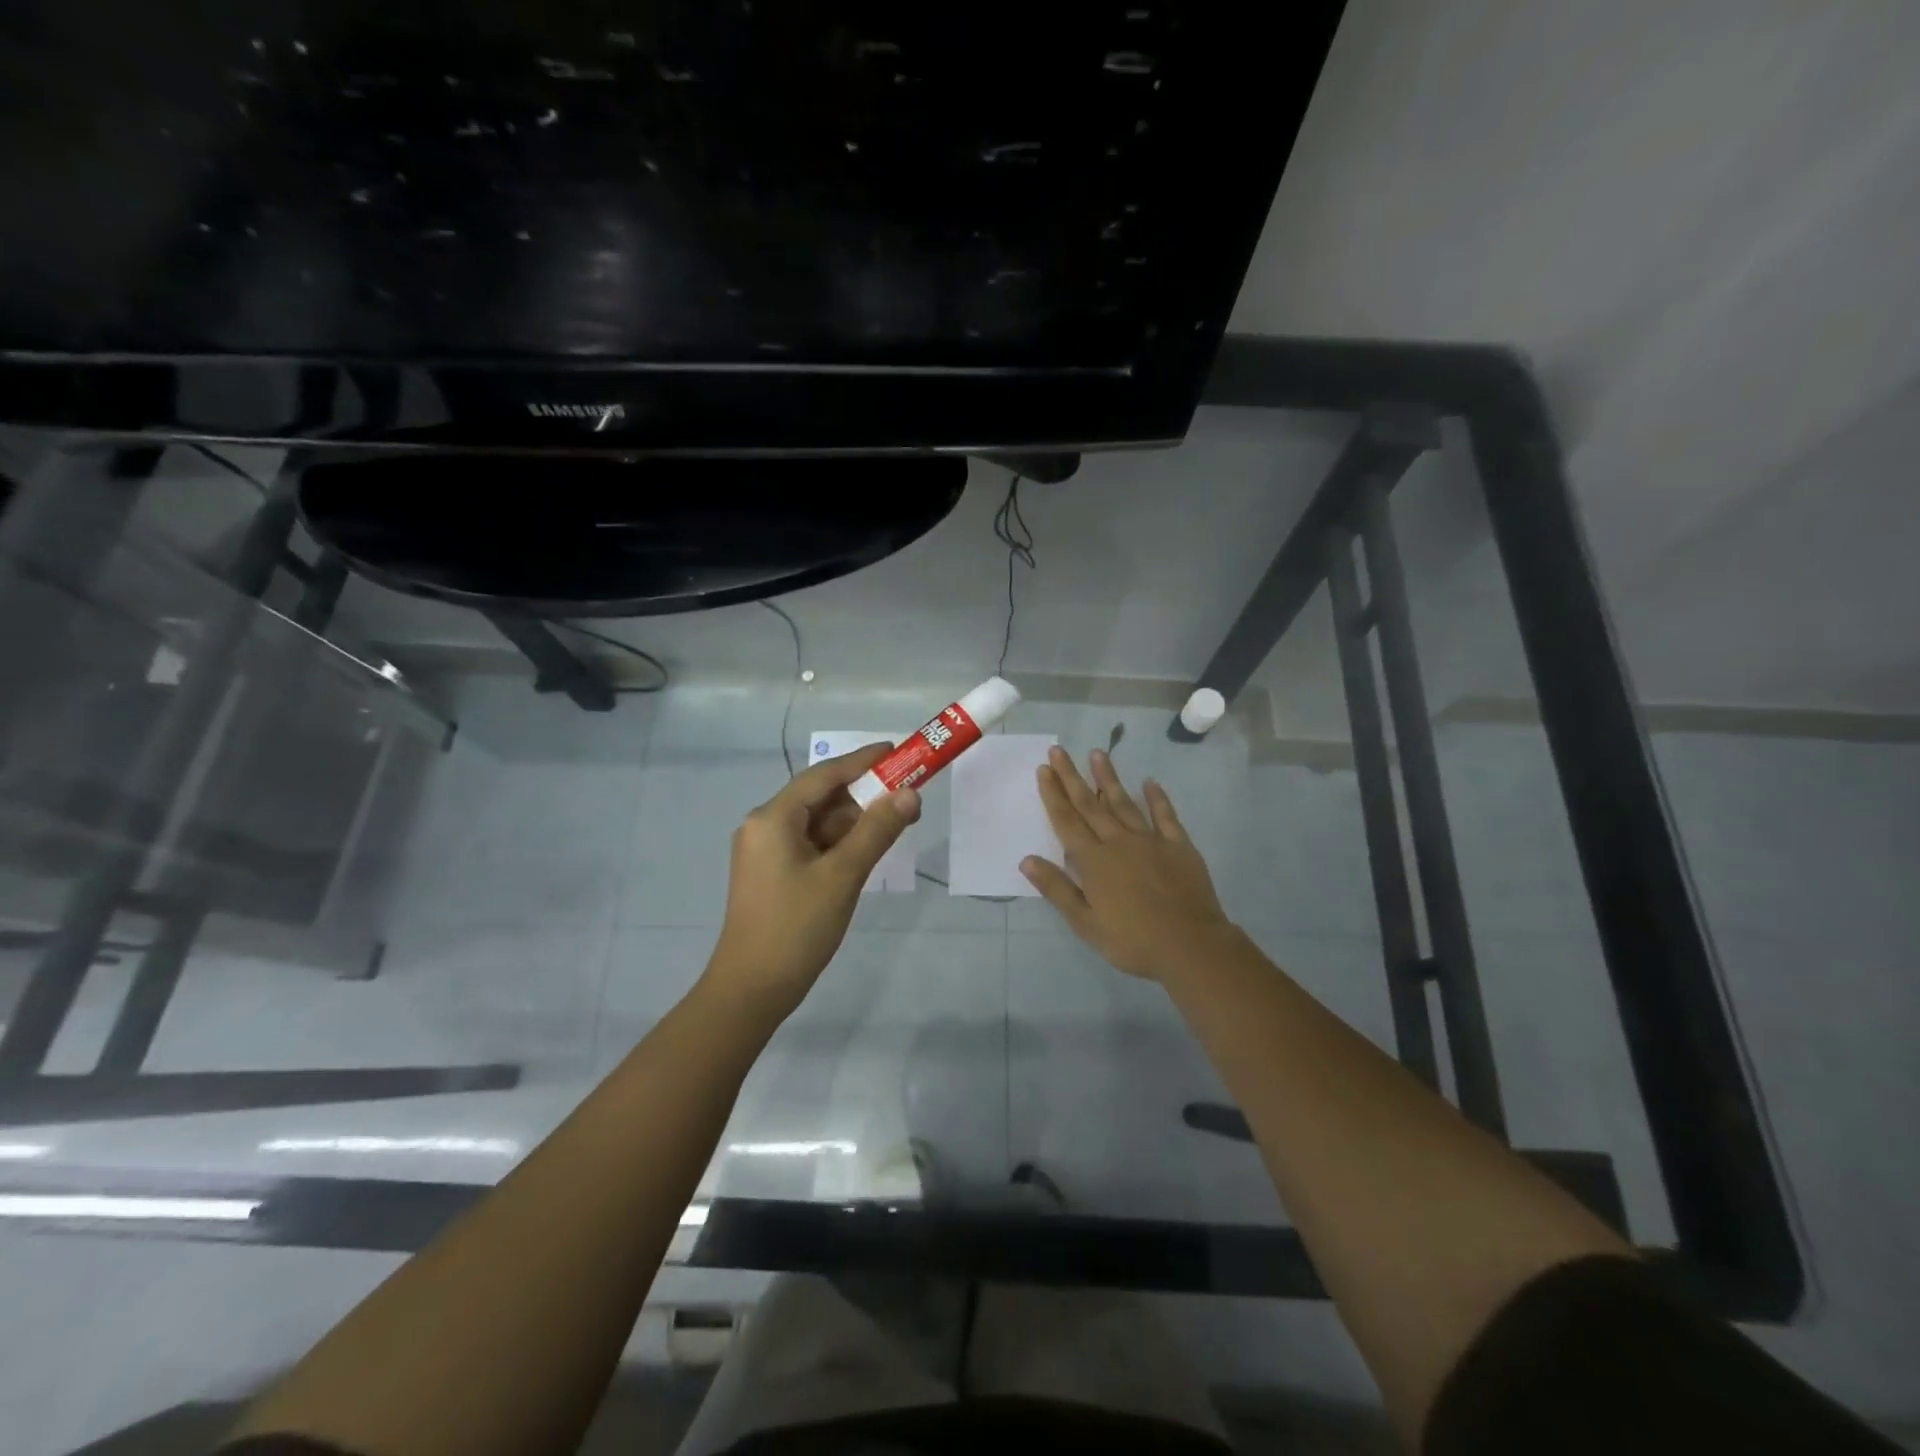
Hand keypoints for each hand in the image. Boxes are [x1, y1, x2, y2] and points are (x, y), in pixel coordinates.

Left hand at [706, 743, 920, 1023]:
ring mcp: (767, 852)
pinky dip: (840, 842)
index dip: (862, 761)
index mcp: (773, 818)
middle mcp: (764, 826)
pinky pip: (812, 845)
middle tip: (907, 794)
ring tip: (897, 822)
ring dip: (855, 821)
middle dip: (864, 794)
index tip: (897, 751)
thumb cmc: (796, 927)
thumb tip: (910, 794)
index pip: (824, 775)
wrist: (751, 990)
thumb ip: (877, 830)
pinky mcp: (773, 874)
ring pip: (818, 823)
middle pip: (820, 798)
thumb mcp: (843, 875)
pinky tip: (868, 848)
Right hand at [1022, 746, 1237, 983]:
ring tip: (1096, 753)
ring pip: (1124, 802)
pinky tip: (1150, 782)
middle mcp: (1118, 842)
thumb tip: (1027, 859)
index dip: (1053, 794)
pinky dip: (1157, 798)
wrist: (1191, 946)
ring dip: (1108, 778)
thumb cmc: (1132, 941)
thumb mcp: (1086, 923)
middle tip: (1058, 750)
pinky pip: (1165, 816)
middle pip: (1090, 804)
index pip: (1067, 821)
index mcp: (1093, 861)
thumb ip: (1057, 889)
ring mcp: (1150, 840)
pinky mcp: (1179, 846)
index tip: (1043, 769)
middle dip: (1072, 777)